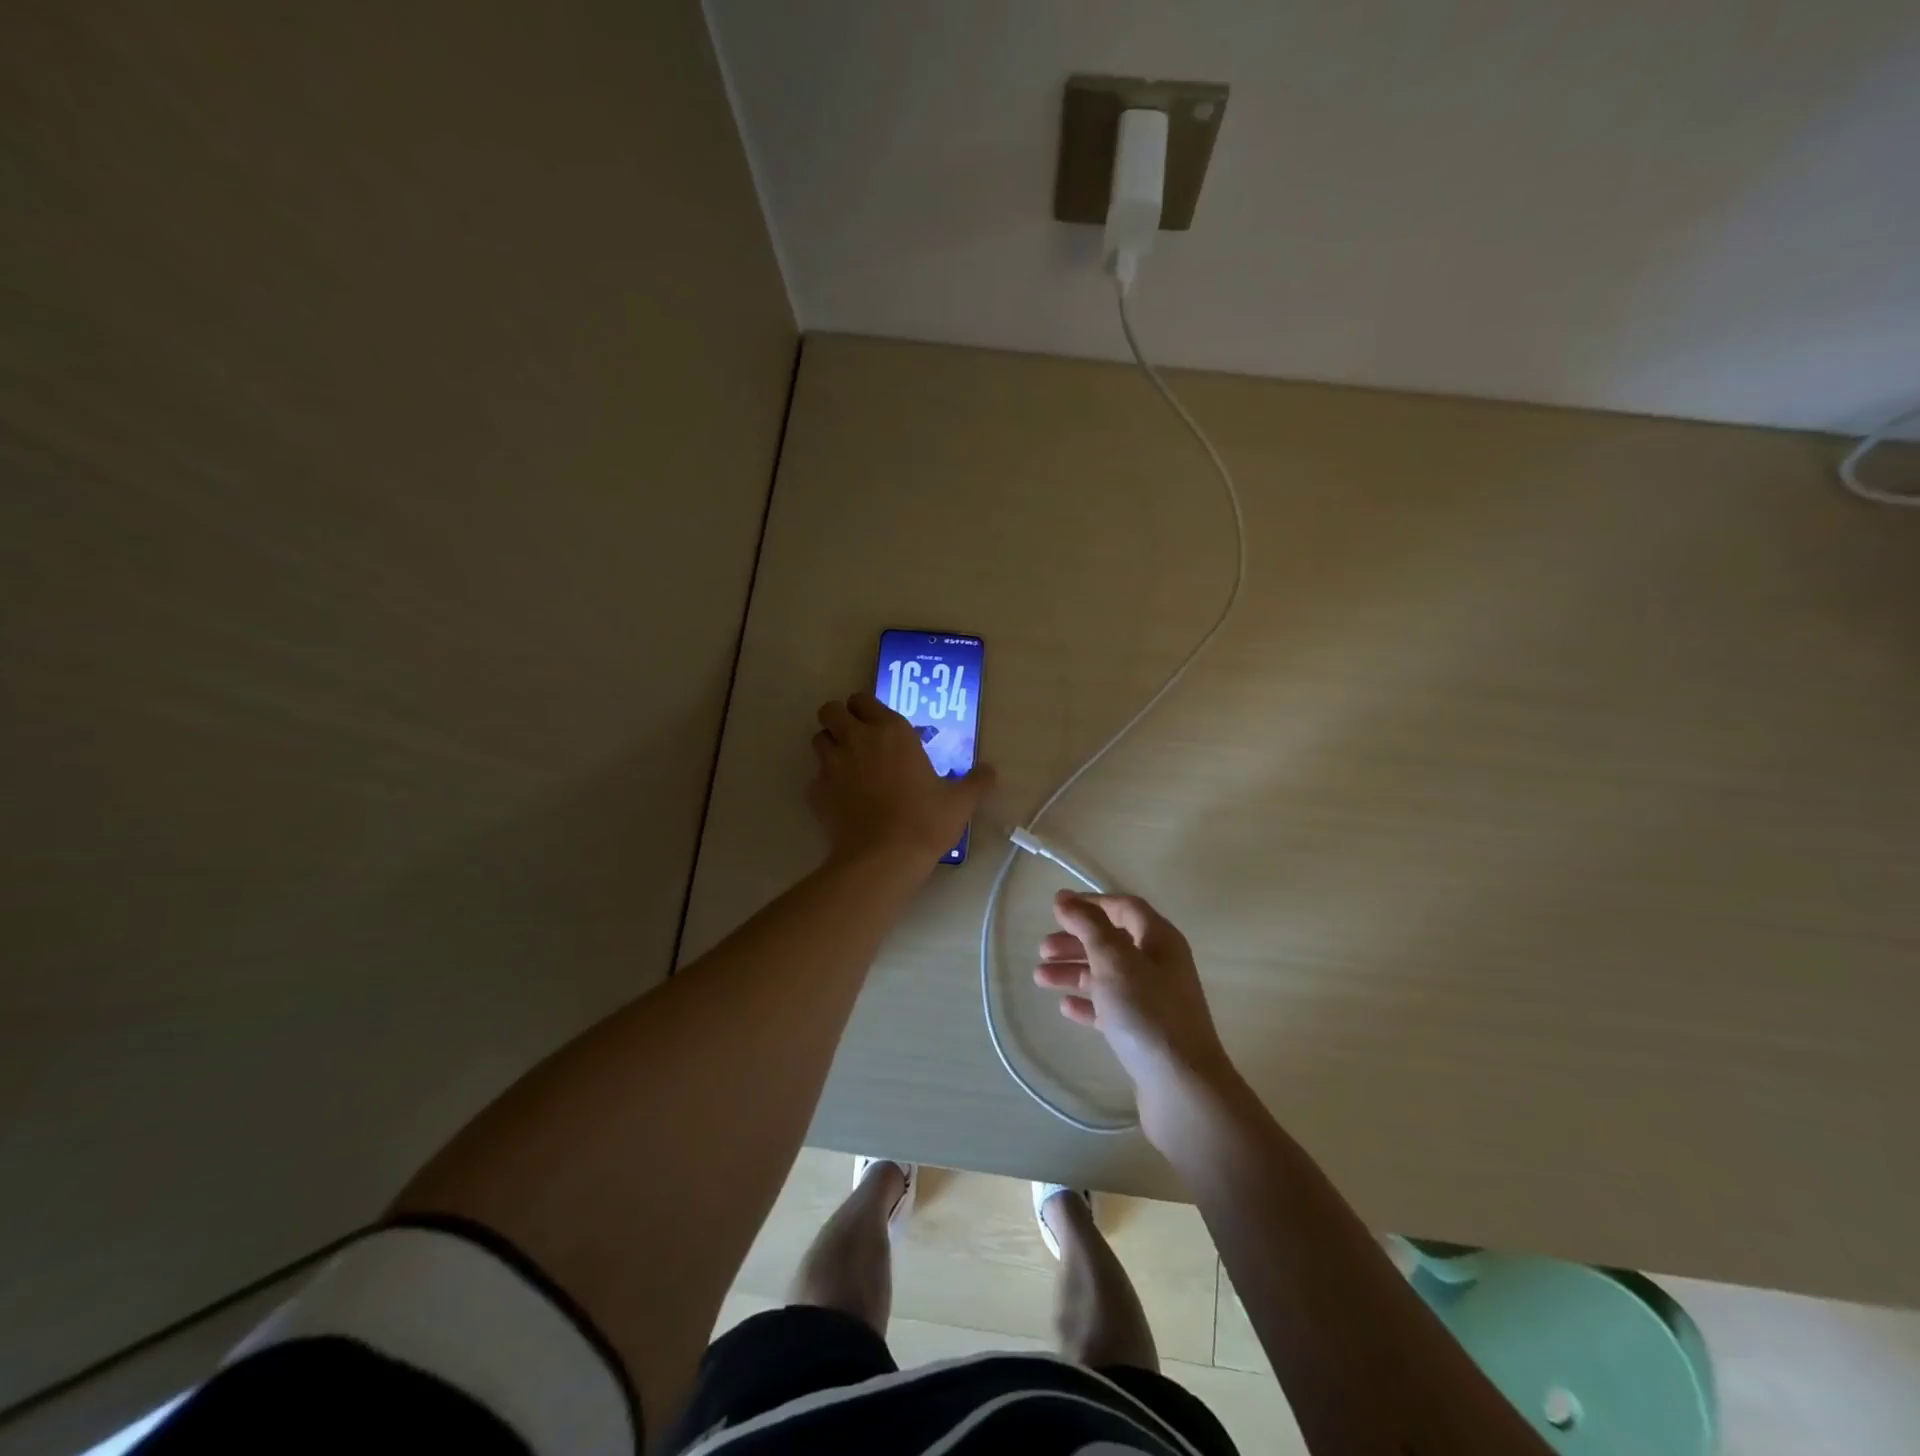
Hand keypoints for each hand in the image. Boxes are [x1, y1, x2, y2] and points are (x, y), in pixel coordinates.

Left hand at [808, 693, 993, 865]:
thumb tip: (991, 771)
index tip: (876, 723)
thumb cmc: (924, 822)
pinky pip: (814, 777)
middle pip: (831, 710)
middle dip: (838, 718)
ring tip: (846, 766)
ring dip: (829, 746)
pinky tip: (840, 800)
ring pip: (818, 739)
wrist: (882, 859)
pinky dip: (824, 784)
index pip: (863, 699)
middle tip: (855, 738)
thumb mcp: (960, 802)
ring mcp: (831, 764)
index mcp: (891, 731)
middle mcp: (857, 739)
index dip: (866, 708)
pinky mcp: (816, 791)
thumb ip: (977, 782)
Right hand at [1034, 892, 1234, 1122]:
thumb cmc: (1147, 1013)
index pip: (1124, 908)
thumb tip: (1065, 898)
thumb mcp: (1114, 960)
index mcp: (1160, 940)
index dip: (1091, 904)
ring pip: (1108, 975)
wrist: (1182, 1088)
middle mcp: (1160, 965)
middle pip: (1113, 942)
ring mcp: (1154, 1000)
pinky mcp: (1146, 1033)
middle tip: (1042, 950)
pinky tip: (1065, 1008)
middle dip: (1076, 942)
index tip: (1057, 909)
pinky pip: (1111, 1008)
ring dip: (1074, 972)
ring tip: (1039, 979)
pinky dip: (1088, 1003)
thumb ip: (1089, 926)